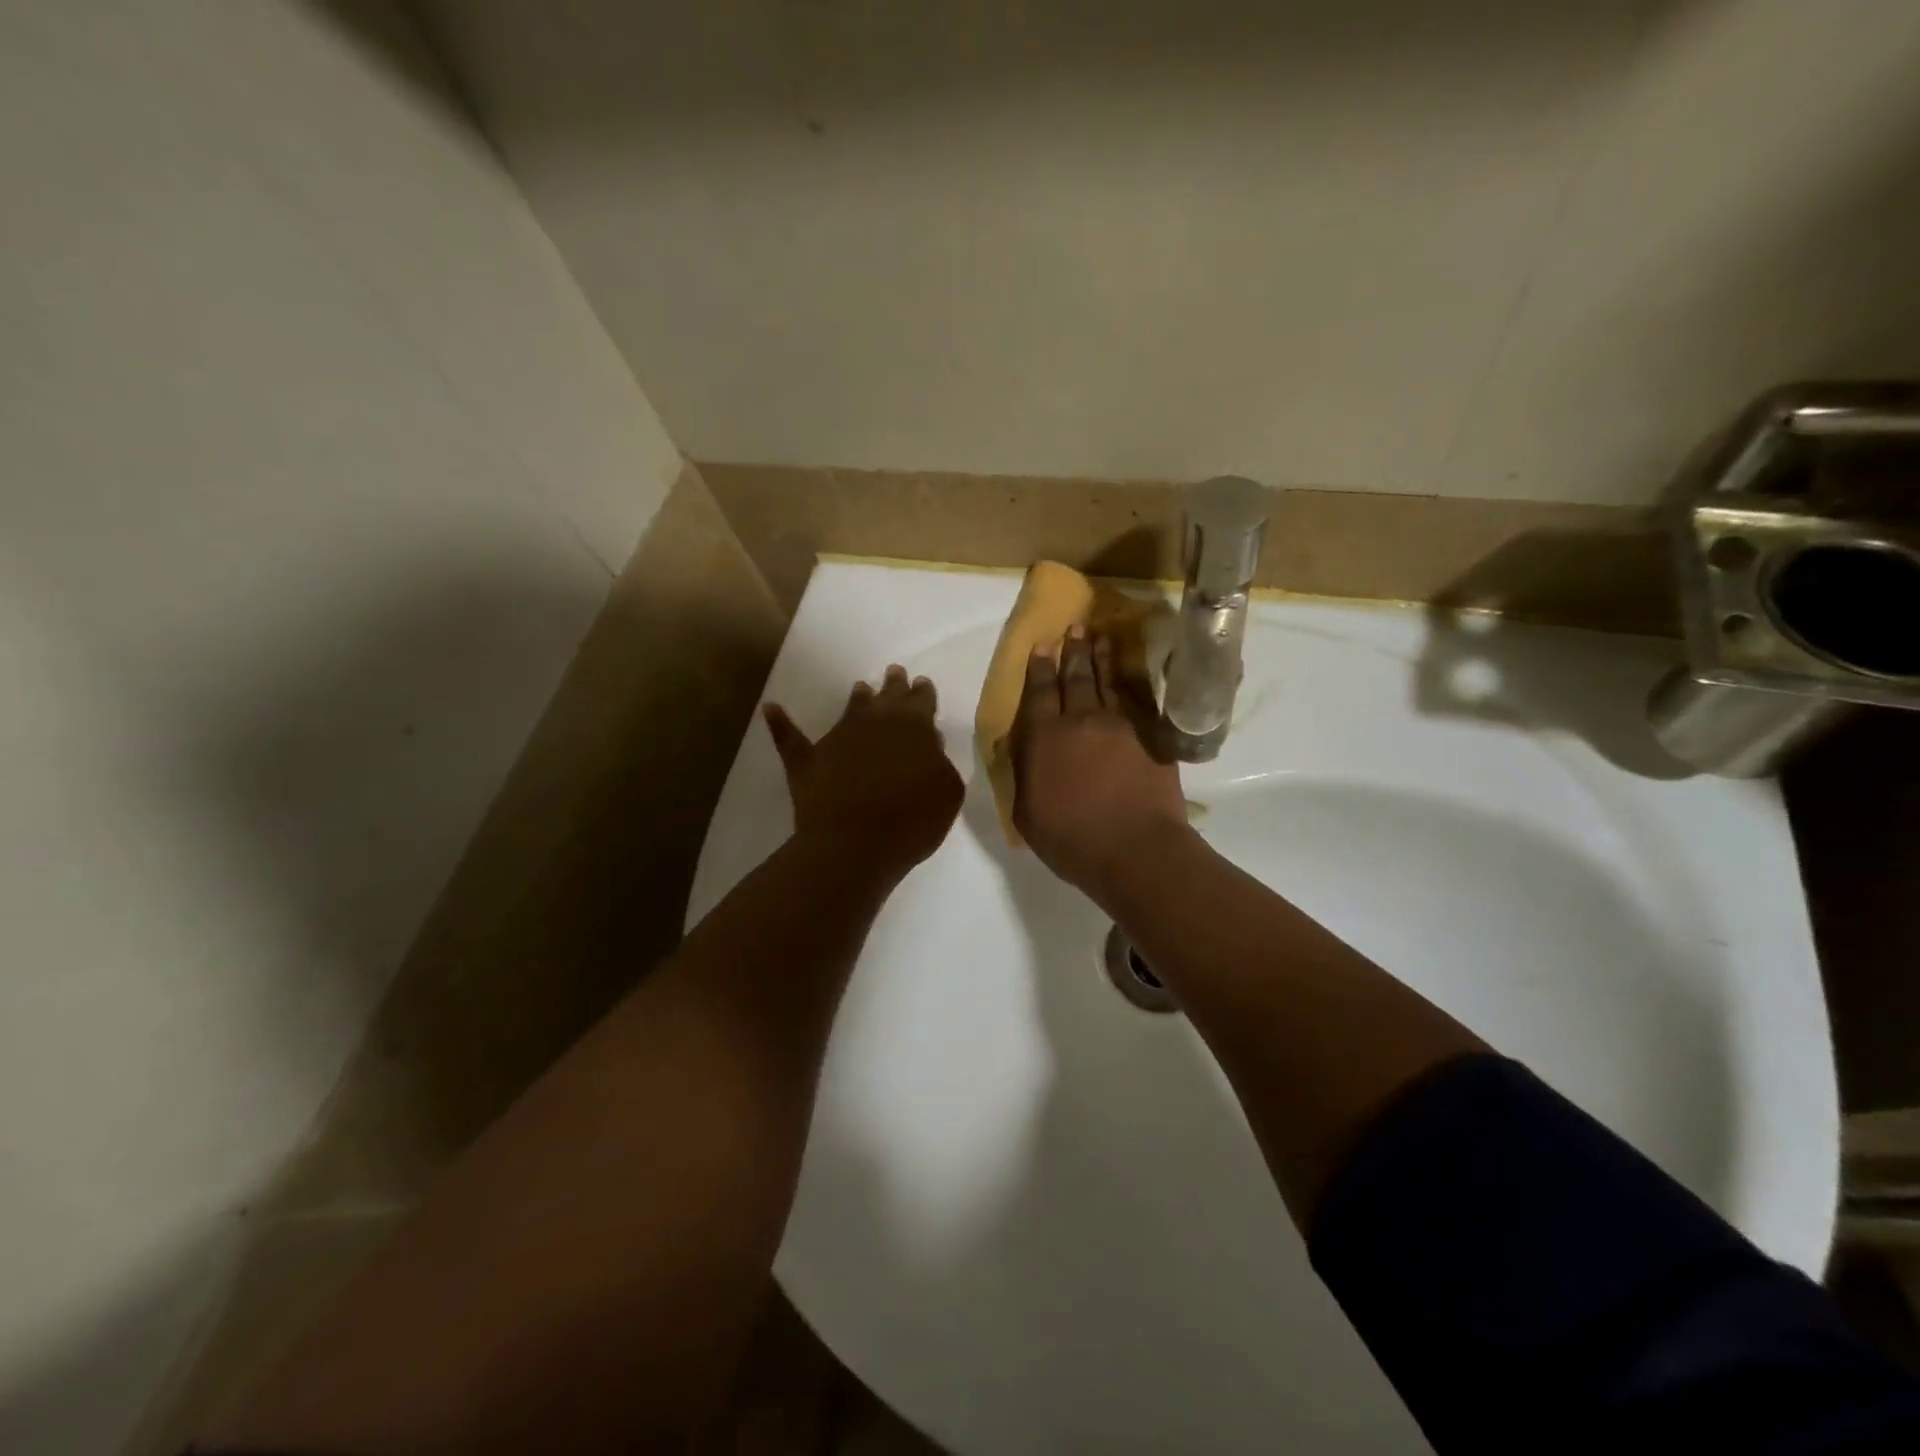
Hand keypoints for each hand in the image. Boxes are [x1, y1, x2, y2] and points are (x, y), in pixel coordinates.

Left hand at [764, 666, 964, 884]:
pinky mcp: (807, 759)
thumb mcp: (947, 791)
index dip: (923, 692)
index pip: (922, 700)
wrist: (855, 844)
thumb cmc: (912, 820)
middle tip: (894, 672)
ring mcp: (838, 737)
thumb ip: (940, 763)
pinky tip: (770, 708)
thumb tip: (930, 745)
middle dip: (893, 685)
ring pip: (850, 708)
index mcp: (914, 726)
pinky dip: (780, 722)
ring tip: (860, 687)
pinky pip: (790, 736)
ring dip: (857, 697)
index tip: (922, 684)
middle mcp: (875, 721)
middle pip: (887, 696)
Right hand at [1012, 629, 1190, 896]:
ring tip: (1099, 637)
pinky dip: (1129, 684)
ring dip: (1101, 658)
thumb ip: (1023, 775)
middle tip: (1074, 627)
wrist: (1136, 850)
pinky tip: (1127, 676)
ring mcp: (1119, 726)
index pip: (1040, 693)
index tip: (1042, 645)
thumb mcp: (1027, 813)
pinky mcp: (1149, 737)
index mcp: (1045, 738)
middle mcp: (1081, 722)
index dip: (1040, 668)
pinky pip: (1136, 701)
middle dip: (1072, 651)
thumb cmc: (1071, 839)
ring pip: (1107, 683)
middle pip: (1075, 678)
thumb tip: (1022, 750)